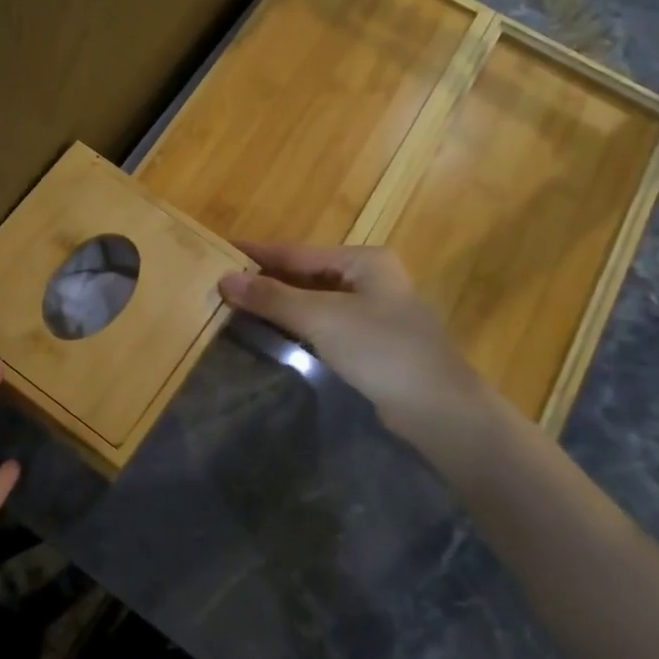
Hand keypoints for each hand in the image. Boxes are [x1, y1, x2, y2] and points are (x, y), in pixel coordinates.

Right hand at [219, 243, 527, 482]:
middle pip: (306, 273)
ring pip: (315, 299)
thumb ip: (273, 297)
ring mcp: (374, 311)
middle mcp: (370, 278)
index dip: (257, 252)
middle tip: (221, 282)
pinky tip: (273, 331)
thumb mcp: (322, 318)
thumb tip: (224, 278)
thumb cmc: (382, 350)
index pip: (297, 250)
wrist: (439, 410)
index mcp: (364, 260)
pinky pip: (325, 324)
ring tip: (237, 304)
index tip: (219, 249)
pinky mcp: (373, 342)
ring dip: (280, 303)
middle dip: (266, 278)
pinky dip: (298, 324)